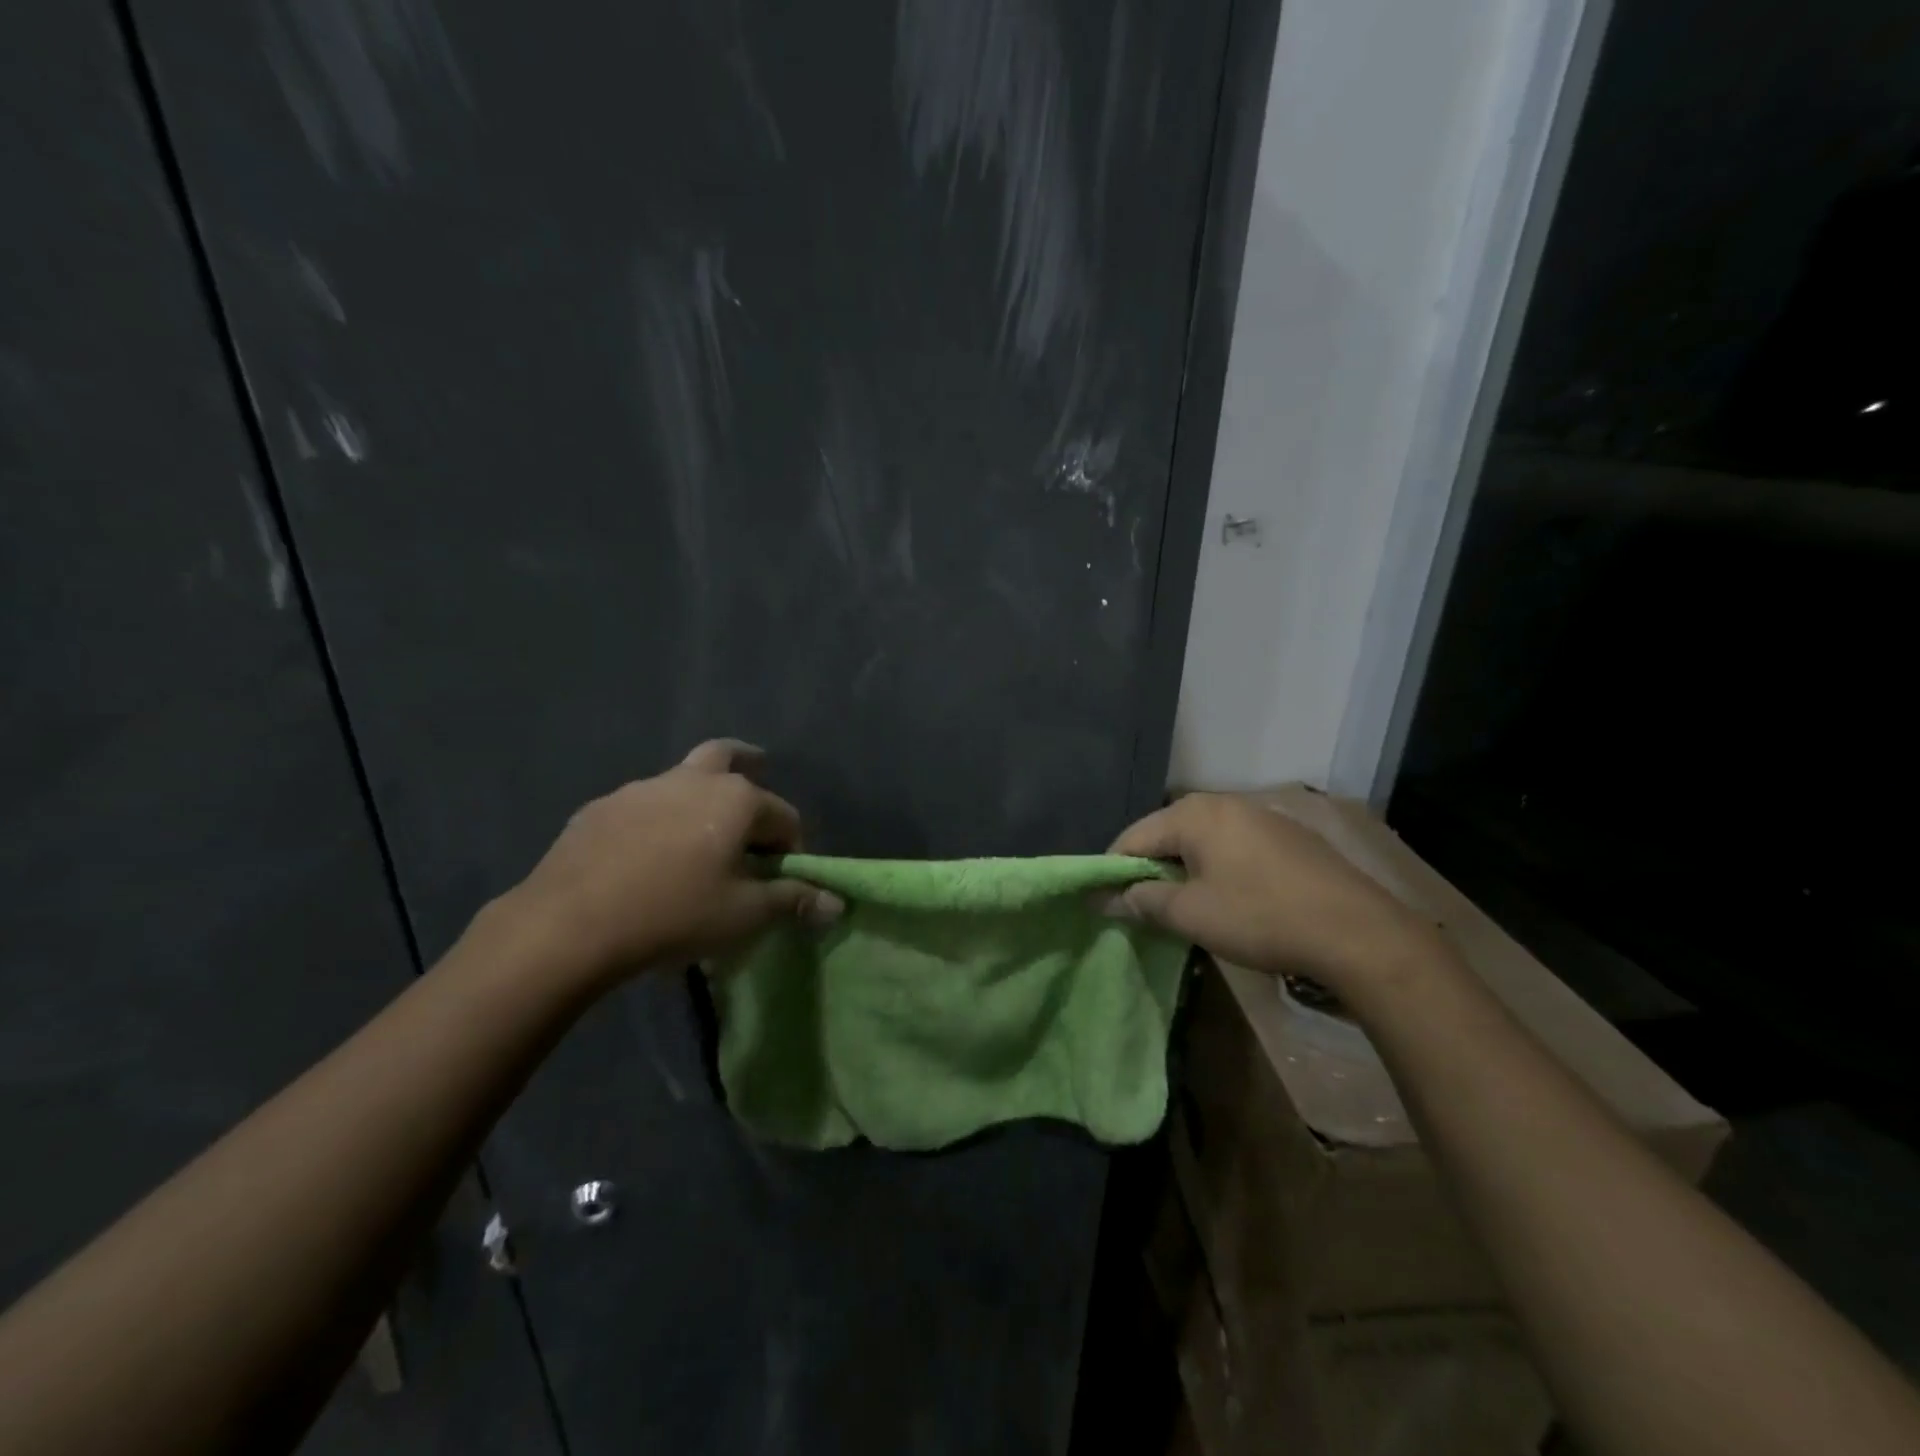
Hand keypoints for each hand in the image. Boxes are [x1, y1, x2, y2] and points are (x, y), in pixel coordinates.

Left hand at [509, 740, 841, 984]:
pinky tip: (643, 858)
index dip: (791, 847)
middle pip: (728, 756)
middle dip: (748, 766)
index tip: (781, 878)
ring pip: (682, 781)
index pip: (784, 816)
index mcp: (736, 799)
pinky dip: (655, 821)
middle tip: (753, 784)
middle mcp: (692, 780)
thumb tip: (837, 903)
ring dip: (698, 799)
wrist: (567, 925)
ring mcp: (640, 789)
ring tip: (694, 842)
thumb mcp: (744, 915)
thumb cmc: (674, 914)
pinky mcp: (599, 808)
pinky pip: (641, 806)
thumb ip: (793, 901)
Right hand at [1105, 792, 1443, 996]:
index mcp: (1193, 813)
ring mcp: (1260, 815)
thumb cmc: (1260, 917)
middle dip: (1150, 870)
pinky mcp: (1288, 835)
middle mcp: (1223, 802)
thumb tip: (1103, 899)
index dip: (1113, 871)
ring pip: (1202, 840)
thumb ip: (1141, 902)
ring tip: (1186, 906)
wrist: (1357, 932)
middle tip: (1146, 909)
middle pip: (1167, 834)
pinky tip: (1231, 898)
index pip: (1132, 837)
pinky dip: (1218, 868)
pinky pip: (1234, 846)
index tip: (1106, 903)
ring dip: (1185, 870)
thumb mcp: (1191, 914)